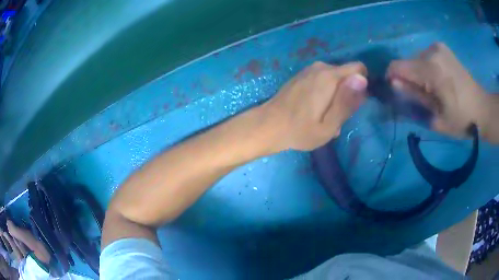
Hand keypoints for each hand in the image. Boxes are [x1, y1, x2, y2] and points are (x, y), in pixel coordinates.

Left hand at [263, 61, 366, 150]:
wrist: (268, 125)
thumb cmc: (300, 130)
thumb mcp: (329, 125)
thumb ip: (347, 101)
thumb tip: (362, 79)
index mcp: (330, 76)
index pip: (359, 69)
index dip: (361, 86)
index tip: (354, 105)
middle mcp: (320, 67)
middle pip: (347, 75)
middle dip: (347, 94)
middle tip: (336, 117)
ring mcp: (309, 70)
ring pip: (335, 79)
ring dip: (335, 97)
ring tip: (324, 117)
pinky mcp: (301, 75)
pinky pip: (322, 80)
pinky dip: (324, 94)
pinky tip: (314, 111)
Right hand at [387, 43, 487, 136]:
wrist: (482, 108)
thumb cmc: (462, 120)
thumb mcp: (436, 118)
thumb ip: (415, 98)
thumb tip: (394, 84)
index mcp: (431, 69)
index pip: (397, 66)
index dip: (392, 79)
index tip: (398, 93)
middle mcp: (432, 51)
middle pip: (408, 63)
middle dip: (409, 80)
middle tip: (423, 98)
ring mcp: (438, 47)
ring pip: (416, 60)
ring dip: (419, 75)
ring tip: (434, 90)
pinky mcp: (442, 47)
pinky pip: (425, 57)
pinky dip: (426, 69)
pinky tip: (438, 80)